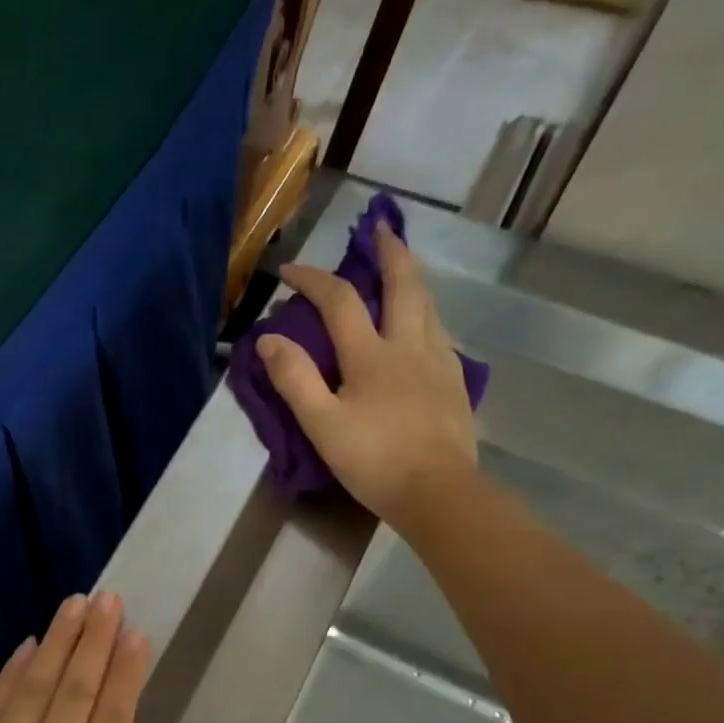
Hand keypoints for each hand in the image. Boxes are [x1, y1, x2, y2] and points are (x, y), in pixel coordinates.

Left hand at [0, 593, 212, 722]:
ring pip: (34, 690)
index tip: (135, 633)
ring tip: (74, 604)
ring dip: (56, 644)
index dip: (125, 674)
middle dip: (93, 641)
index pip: (112, 722)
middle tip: (107, 598)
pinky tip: (24, 649)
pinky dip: (10, 676)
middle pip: (75, 693)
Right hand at [258, 221, 478, 527]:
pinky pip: (439, 333)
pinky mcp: (454, 384)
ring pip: (428, 306)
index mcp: (371, 355)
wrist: (437, 493)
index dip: (312, 279)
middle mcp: (409, 346)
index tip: (288, 271)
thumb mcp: (321, 424)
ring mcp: (439, 362)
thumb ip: (295, 379)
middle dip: (389, 252)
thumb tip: (269, 339)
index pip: (339, 301)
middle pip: (404, 285)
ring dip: (412, 279)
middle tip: (380, 230)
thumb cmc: (373, 460)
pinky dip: (425, 314)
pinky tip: (421, 326)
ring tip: (400, 269)